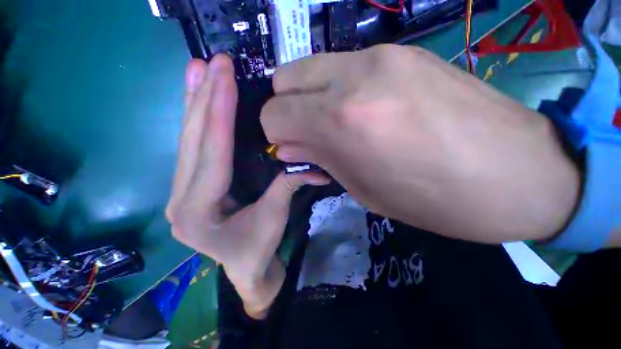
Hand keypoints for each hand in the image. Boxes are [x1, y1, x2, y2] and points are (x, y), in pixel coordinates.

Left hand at [166, 55, 328, 317]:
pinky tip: (196, 98)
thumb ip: (287, 186)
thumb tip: (312, 165)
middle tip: (211, 62)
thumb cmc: (256, 249)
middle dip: (203, 99)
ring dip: (193, 103)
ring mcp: (180, 191)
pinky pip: (192, 147)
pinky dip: (195, 120)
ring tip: (197, 69)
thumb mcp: (274, 218)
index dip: (218, 114)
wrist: (243, 269)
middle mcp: (180, 197)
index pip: (211, 153)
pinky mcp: (189, 186)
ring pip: (187, 140)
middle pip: (192, 141)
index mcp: (197, 211)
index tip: (225, 77)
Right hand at [261, 45, 579, 242]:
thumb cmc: (435, 200)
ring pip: (310, 67)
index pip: (274, 114)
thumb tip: (287, 147)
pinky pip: (342, 66)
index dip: (275, 134)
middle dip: (288, 109)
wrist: (521, 175)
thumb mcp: (363, 190)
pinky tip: (365, 111)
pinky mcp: (402, 51)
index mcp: (342, 120)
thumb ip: (318, 160)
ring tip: (337, 125)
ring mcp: (381, 56)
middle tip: (309, 133)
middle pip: (284, 79)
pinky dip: (337, 90)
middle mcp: (353, 76)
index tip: (292, 148)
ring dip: (311, 98)